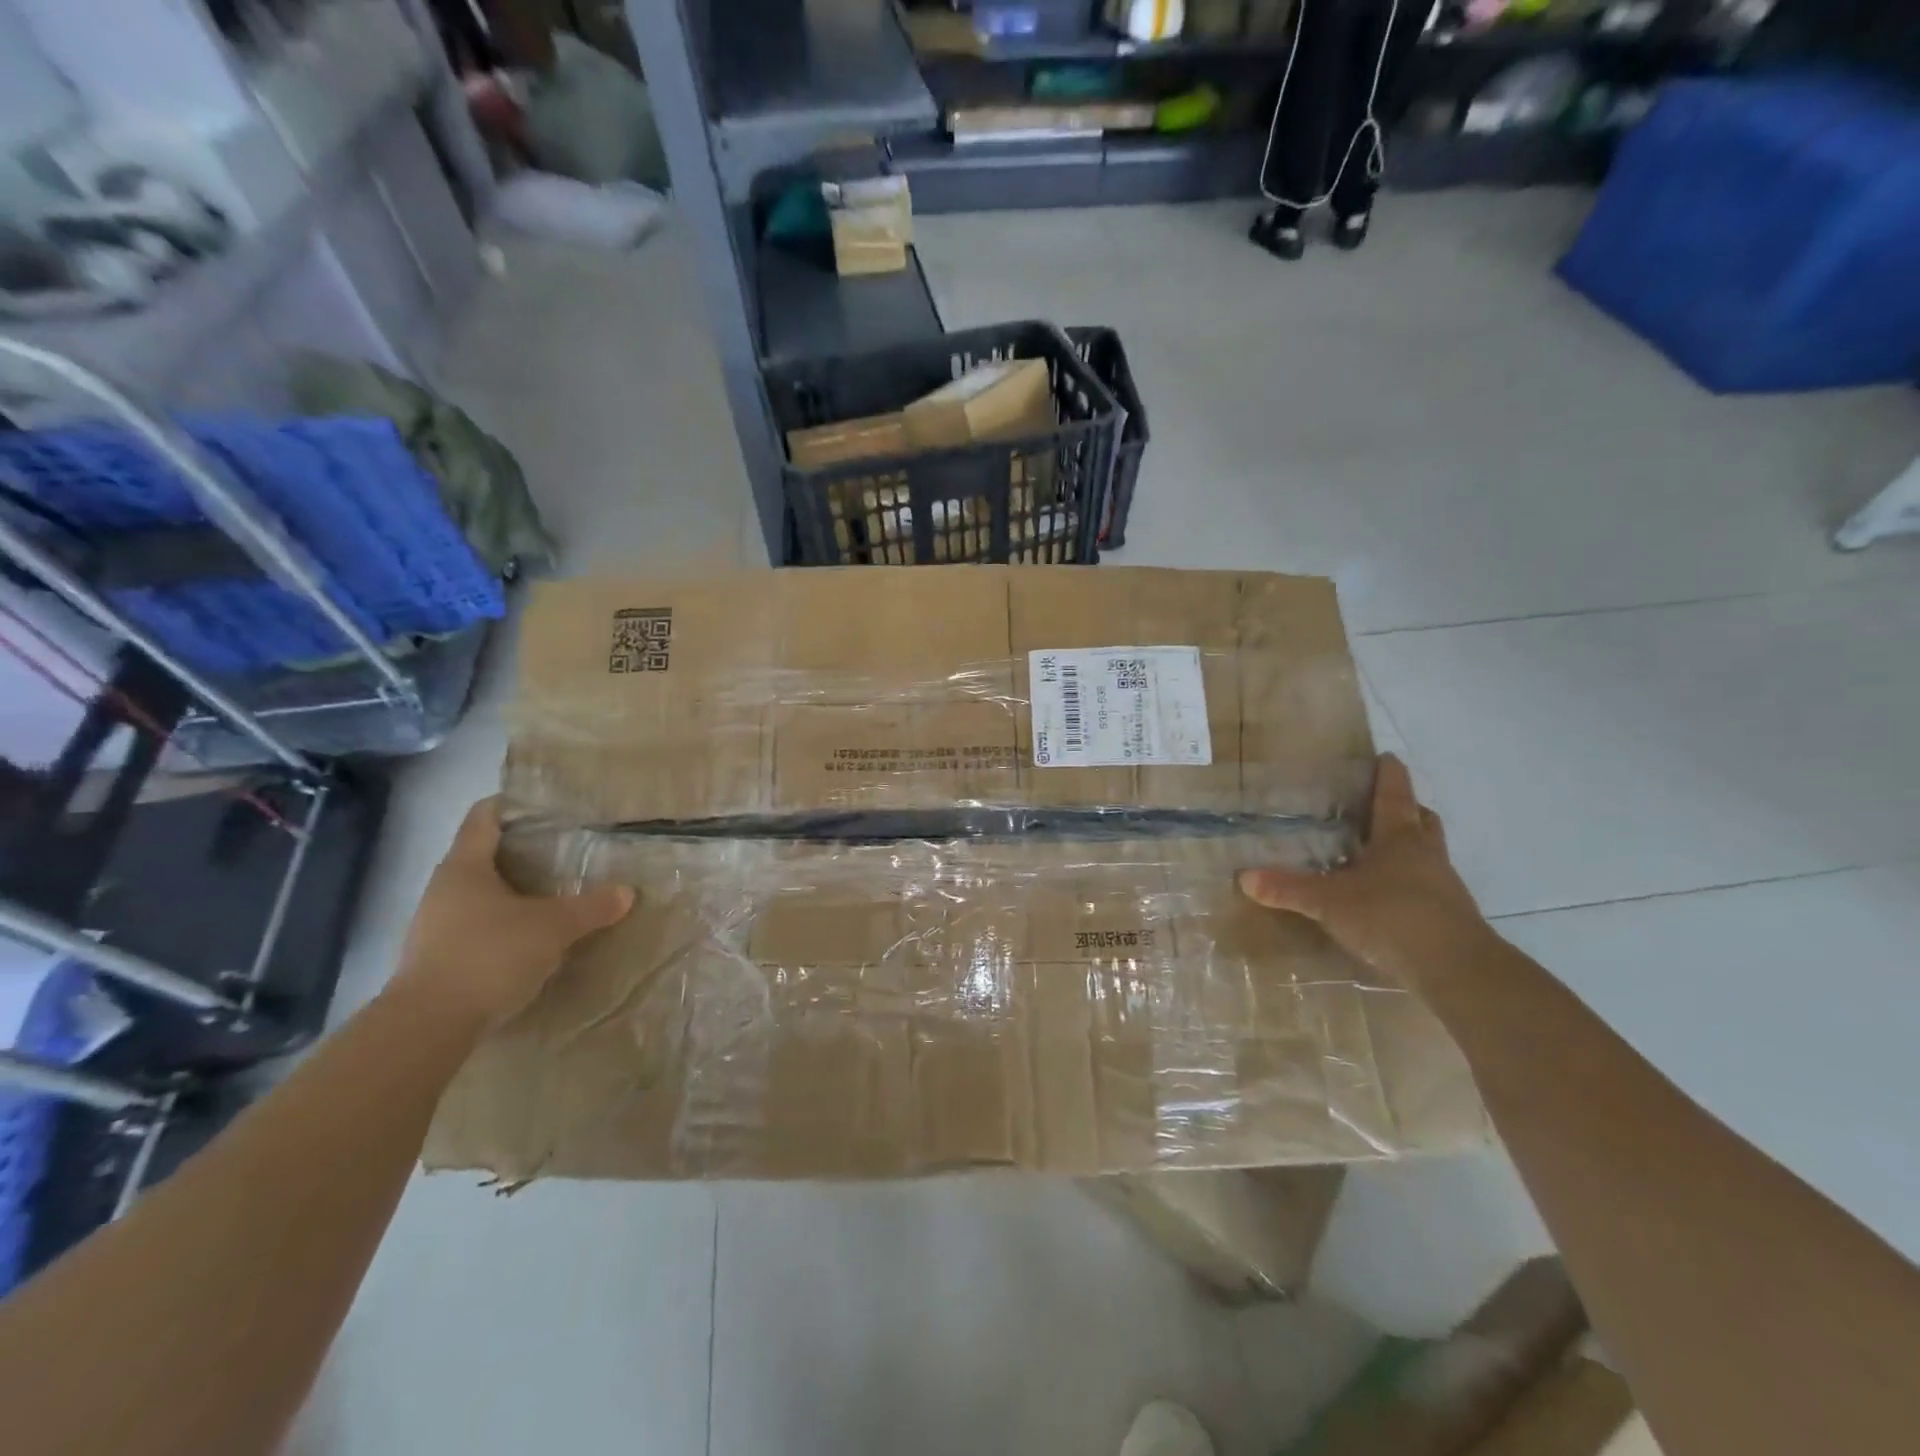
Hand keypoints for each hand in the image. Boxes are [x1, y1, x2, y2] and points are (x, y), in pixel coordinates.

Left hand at [392, 798, 633, 1029]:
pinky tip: (534, 938)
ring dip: (514, 893)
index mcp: (464, 867)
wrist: (428, 1027)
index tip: (545, 805)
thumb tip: (627, 892)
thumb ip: (591, 907)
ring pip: (480, 895)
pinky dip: (505, 926)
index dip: (512, 804)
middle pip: (482, 856)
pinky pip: (477, 928)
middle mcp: (444, 890)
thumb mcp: (553, 927)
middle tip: (566, 851)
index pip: (484, 817)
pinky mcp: (438, 960)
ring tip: (556, 895)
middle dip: (522, 853)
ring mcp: (435, 927)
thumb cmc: (489, 955)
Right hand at [1238, 754, 1492, 990]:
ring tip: (1379, 855)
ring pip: (1429, 853)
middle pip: (1421, 820)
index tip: (1385, 757)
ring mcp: (1443, 886)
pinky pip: (1429, 887)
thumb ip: (1289, 889)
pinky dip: (1411, 884)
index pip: (1394, 795)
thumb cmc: (1392, 917)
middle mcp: (1426, 854)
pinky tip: (1388, 899)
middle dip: (1405, 810)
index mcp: (1400, 838)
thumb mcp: (1330, 902)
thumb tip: (1244, 878)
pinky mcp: (1450, 916)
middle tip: (1382, 808)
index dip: (1388, 774)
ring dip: (1410, 848)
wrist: (1457, 969)